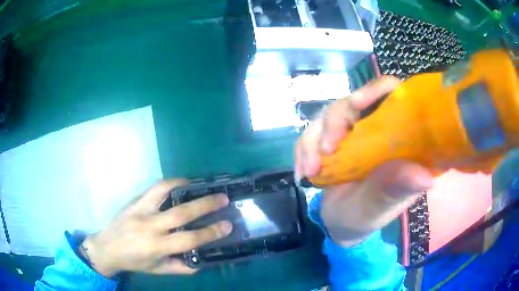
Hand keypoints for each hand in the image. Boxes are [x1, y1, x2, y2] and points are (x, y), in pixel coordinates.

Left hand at [78, 179, 231, 276]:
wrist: (107, 247)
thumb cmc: (134, 261)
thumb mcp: (158, 270)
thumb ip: (181, 267)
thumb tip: (202, 261)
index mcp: (156, 247)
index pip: (188, 240)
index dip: (210, 233)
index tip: (227, 225)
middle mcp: (149, 227)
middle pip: (181, 213)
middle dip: (205, 205)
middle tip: (223, 198)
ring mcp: (140, 210)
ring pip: (163, 192)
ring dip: (185, 186)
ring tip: (200, 185)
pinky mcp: (134, 201)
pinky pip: (154, 188)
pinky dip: (170, 183)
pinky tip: (180, 184)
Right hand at [295, 77, 432, 246]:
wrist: (340, 225)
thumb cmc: (367, 216)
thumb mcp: (382, 206)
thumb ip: (397, 189)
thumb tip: (426, 178)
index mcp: (398, 138)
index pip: (393, 95)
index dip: (377, 90)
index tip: (357, 103)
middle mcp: (375, 128)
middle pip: (352, 102)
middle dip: (334, 124)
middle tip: (326, 151)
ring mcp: (351, 133)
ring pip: (327, 116)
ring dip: (313, 141)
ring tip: (310, 172)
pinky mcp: (331, 141)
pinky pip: (311, 133)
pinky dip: (303, 151)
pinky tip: (303, 173)